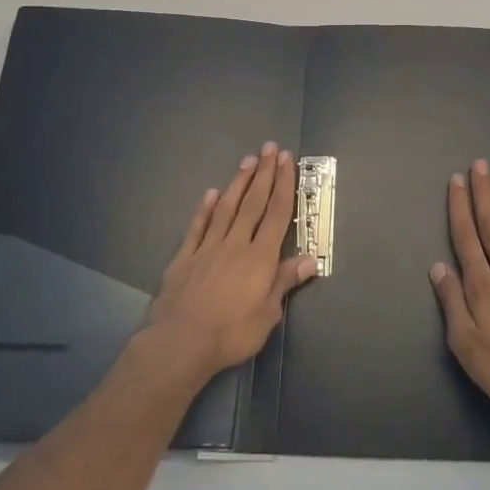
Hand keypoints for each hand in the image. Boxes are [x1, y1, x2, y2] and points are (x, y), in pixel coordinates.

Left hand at [144, 142, 318, 378]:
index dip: (283, 184)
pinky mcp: (185, 257)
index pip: (276, 213)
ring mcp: (208, 248)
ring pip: (226, 208)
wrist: (180, 342)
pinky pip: (198, 227)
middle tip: (268, 147)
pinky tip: (211, 194)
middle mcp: (235, 244)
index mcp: (260, 257)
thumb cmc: (231, 333)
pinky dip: (205, 209)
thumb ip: (284, 282)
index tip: (286, 160)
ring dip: (238, 183)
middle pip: (253, 203)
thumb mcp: (267, 314)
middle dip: (263, 174)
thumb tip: (309, 259)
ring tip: (246, 161)